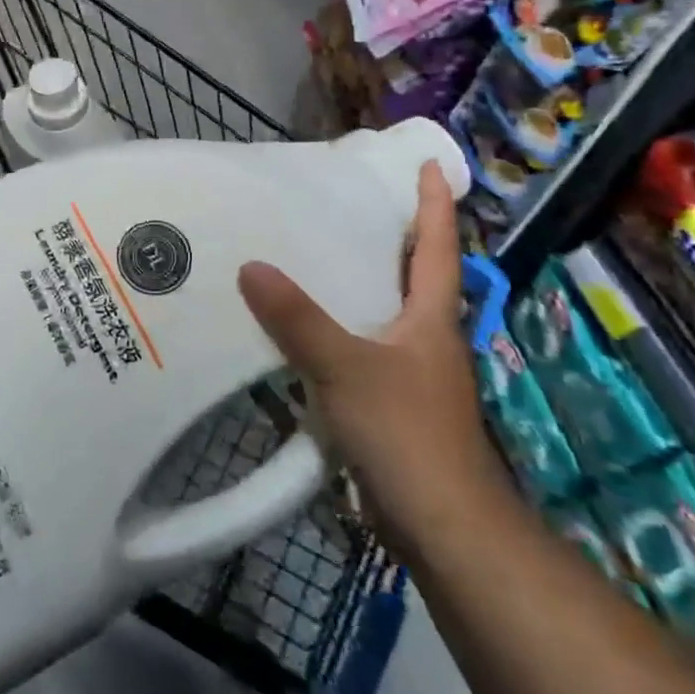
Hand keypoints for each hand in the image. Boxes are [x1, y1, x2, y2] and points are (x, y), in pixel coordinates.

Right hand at [237, 161, 501, 527]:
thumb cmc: (407, 433)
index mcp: (432, 316)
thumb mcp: (347, 368)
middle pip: (413, 274)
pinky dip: (339, 329)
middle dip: (391, 236)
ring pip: (385, 312)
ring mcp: (413, 373)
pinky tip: (303, 331)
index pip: (438, 246)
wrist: (443, 529)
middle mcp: (427, 337)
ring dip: (361, 283)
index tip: (430, 164)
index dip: (435, 203)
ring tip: (313, 256)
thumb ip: (298, 319)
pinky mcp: (393, 405)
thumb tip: (251, 266)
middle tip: (350, 202)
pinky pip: (363, 349)